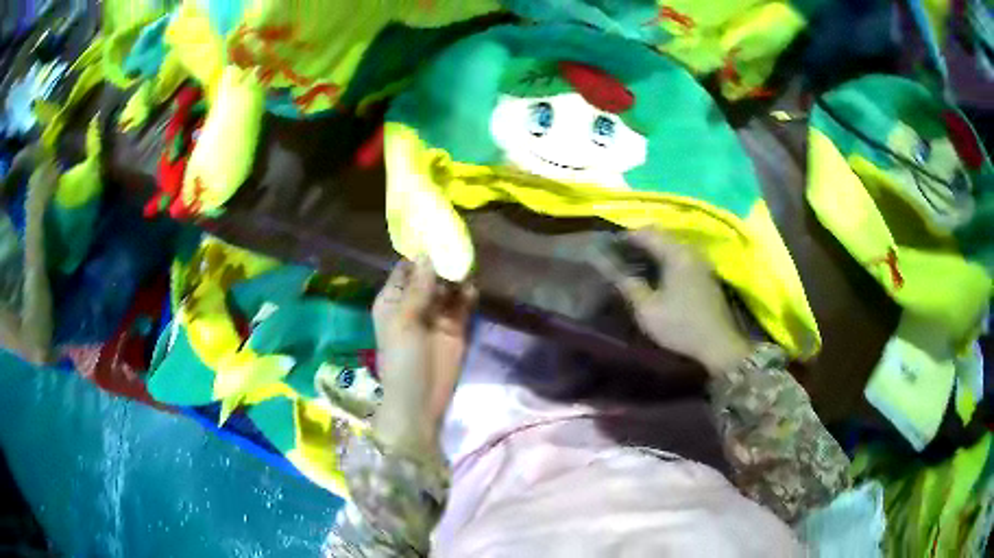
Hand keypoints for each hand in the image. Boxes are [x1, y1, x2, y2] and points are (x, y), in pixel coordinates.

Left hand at [371, 258, 475, 455]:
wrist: (420, 401)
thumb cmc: (402, 360)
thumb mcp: (405, 322)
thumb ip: (418, 288)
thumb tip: (427, 252)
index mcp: (393, 298)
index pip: (407, 266)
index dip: (421, 250)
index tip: (438, 230)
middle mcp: (414, 301)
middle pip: (431, 272)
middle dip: (443, 260)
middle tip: (460, 243)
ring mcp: (437, 313)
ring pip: (449, 285)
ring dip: (457, 275)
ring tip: (468, 264)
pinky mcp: (456, 326)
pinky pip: (463, 303)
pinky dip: (467, 294)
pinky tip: (471, 290)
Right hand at [592, 229, 751, 375]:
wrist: (718, 344)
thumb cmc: (681, 325)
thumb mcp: (648, 310)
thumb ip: (628, 285)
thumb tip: (609, 268)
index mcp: (676, 253)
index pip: (647, 233)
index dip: (626, 237)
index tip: (609, 247)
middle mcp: (690, 250)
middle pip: (661, 235)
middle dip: (640, 241)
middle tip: (620, 255)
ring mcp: (701, 261)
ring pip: (672, 245)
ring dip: (654, 250)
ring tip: (636, 263)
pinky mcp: (705, 273)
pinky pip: (681, 255)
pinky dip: (666, 258)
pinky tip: (657, 274)